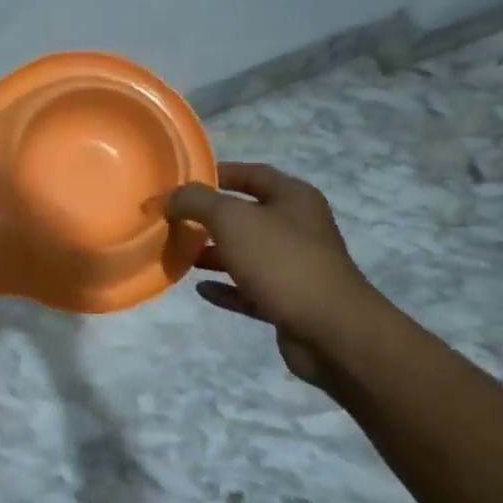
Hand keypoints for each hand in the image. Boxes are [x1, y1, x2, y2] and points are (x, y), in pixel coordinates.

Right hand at [166, 163, 377, 380]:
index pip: (252, 174)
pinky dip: (225, 287)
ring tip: (179, 255)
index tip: (183, 182)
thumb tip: (172, 197)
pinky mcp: (287, 301)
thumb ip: (197, 202)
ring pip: (246, 253)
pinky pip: (249, 289)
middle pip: (247, 215)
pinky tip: (201, 290)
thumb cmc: (281, 261)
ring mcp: (294, 266)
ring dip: (213, 254)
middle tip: (174, 221)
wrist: (330, 329)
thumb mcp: (232, 220)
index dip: (217, 173)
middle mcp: (297, 227)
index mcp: (293, 198)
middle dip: (209, 218)